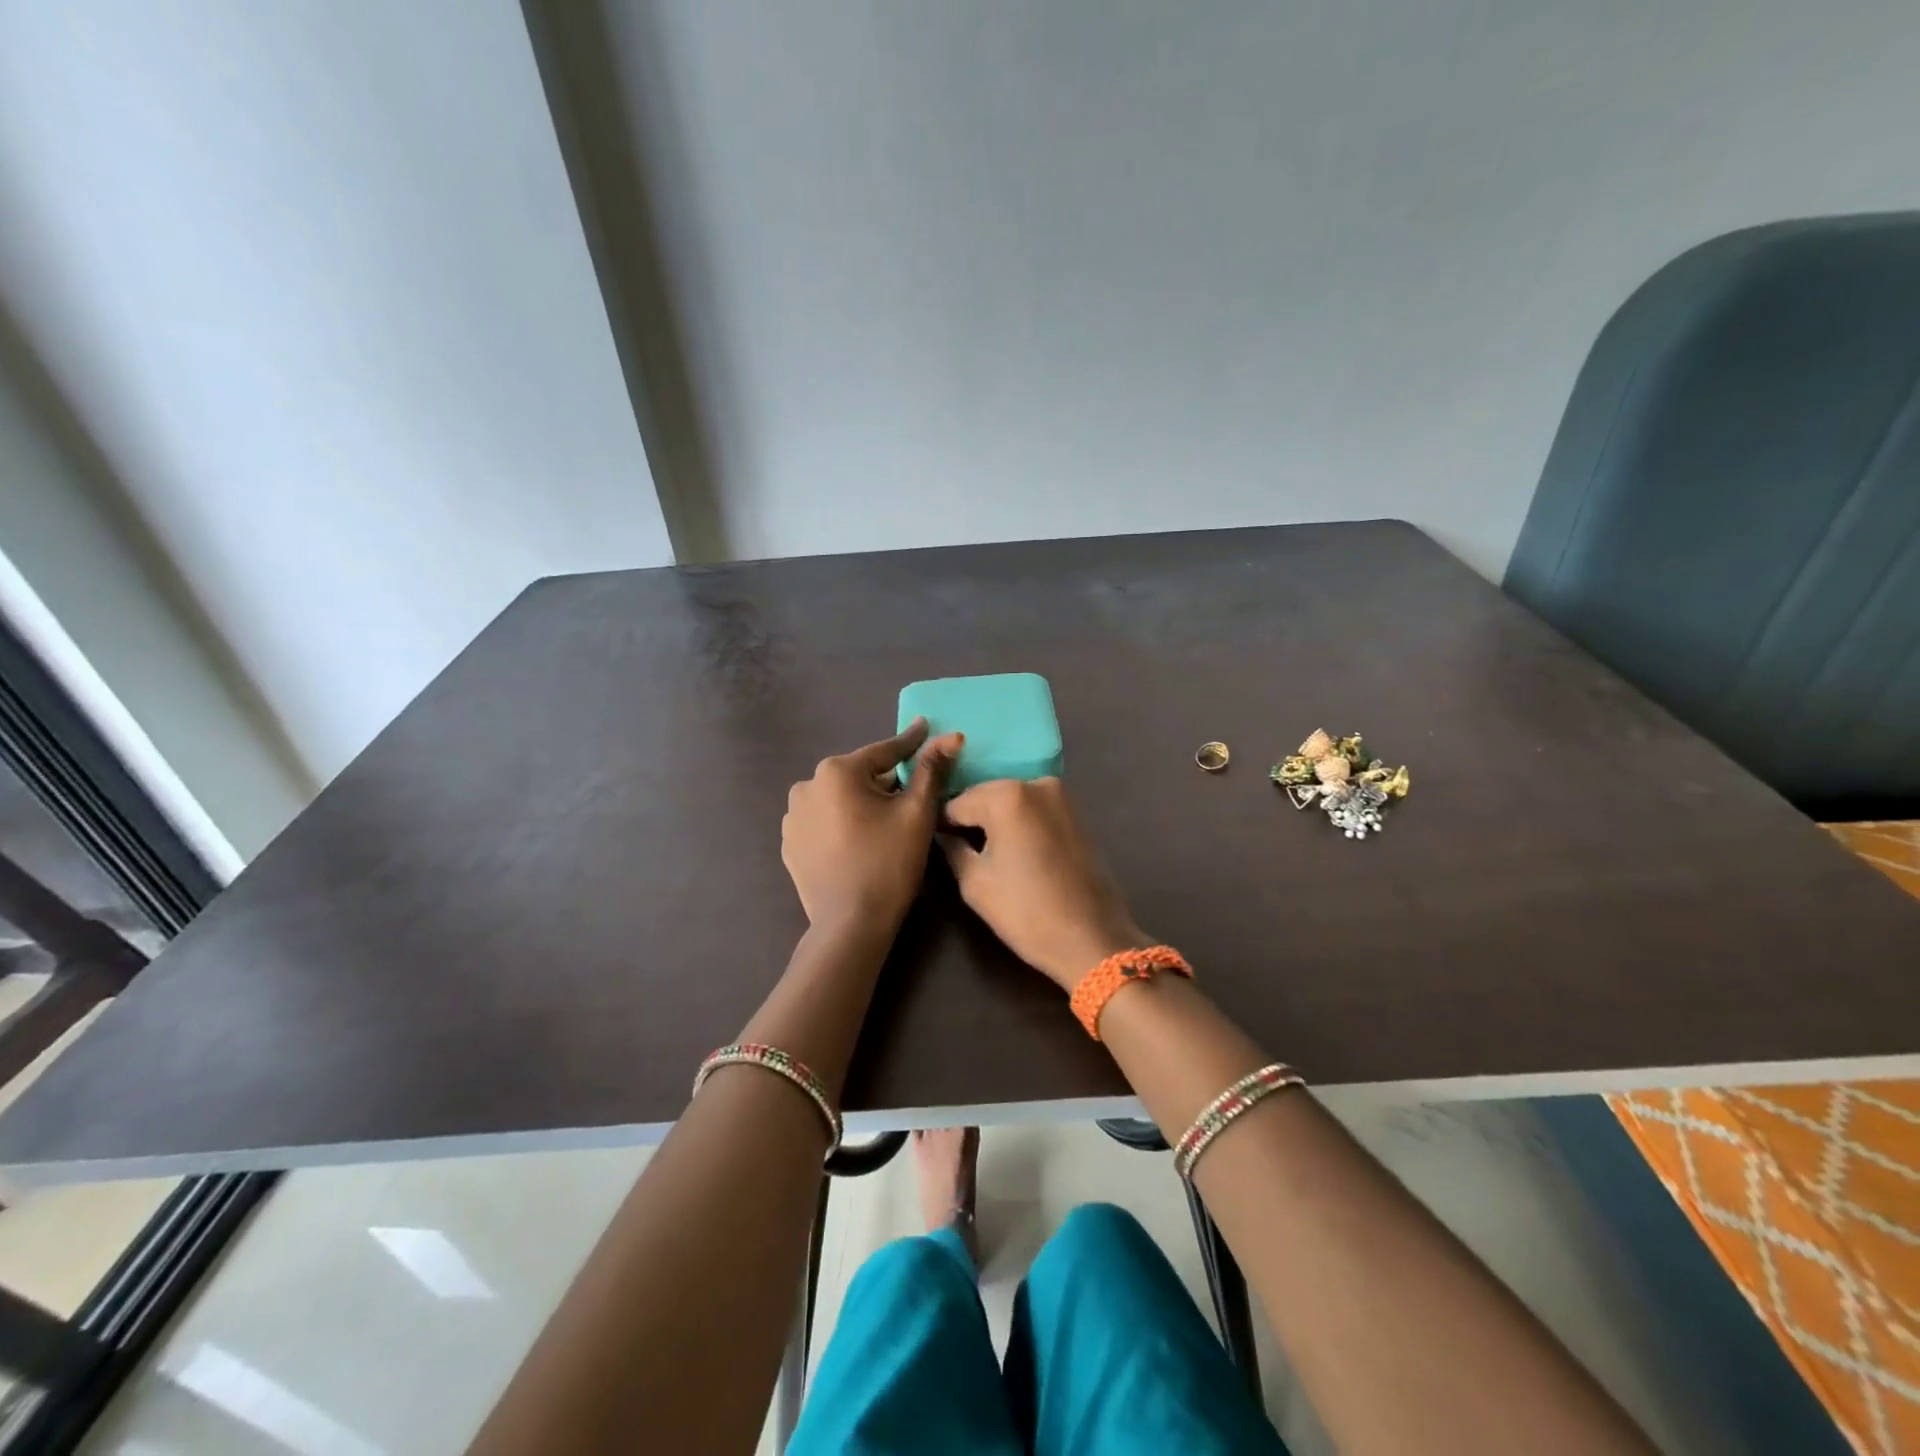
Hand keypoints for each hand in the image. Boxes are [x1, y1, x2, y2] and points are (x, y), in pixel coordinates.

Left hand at [782, 719, 962, 934]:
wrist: (850, 924)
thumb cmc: (888, 863)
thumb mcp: (917, 813)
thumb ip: (932, 770)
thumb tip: (952, 735)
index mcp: (837, 771)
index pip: (884, 752)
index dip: (910, 743)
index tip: (925, 729)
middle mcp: (806, 785)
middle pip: (860, 776)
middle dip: (884, 782)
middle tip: (910, 798)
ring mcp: (792, 816)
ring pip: (839, 799)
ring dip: (860, 803)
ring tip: (883, 826)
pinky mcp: (789, 843)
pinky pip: (823, 822)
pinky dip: (841, 824)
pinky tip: (857, 843)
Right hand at [939, 777, 1148, 989]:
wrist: (1093, 938)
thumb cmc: (1027, 912)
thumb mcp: (975, 884)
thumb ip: (953, 849)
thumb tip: (945, 835)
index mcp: (1007, 796)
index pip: (957, 802)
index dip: (941, 823)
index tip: (934, 841)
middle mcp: (1035, 783)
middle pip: (986, 794)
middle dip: (970, 817)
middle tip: (957, 848)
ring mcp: (1061, 795)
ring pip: (1012, 800)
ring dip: (996, 819)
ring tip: (986, 852)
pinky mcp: (1076, 812)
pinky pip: (1034, 809)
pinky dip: (1020, 822)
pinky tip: (1014, 849)